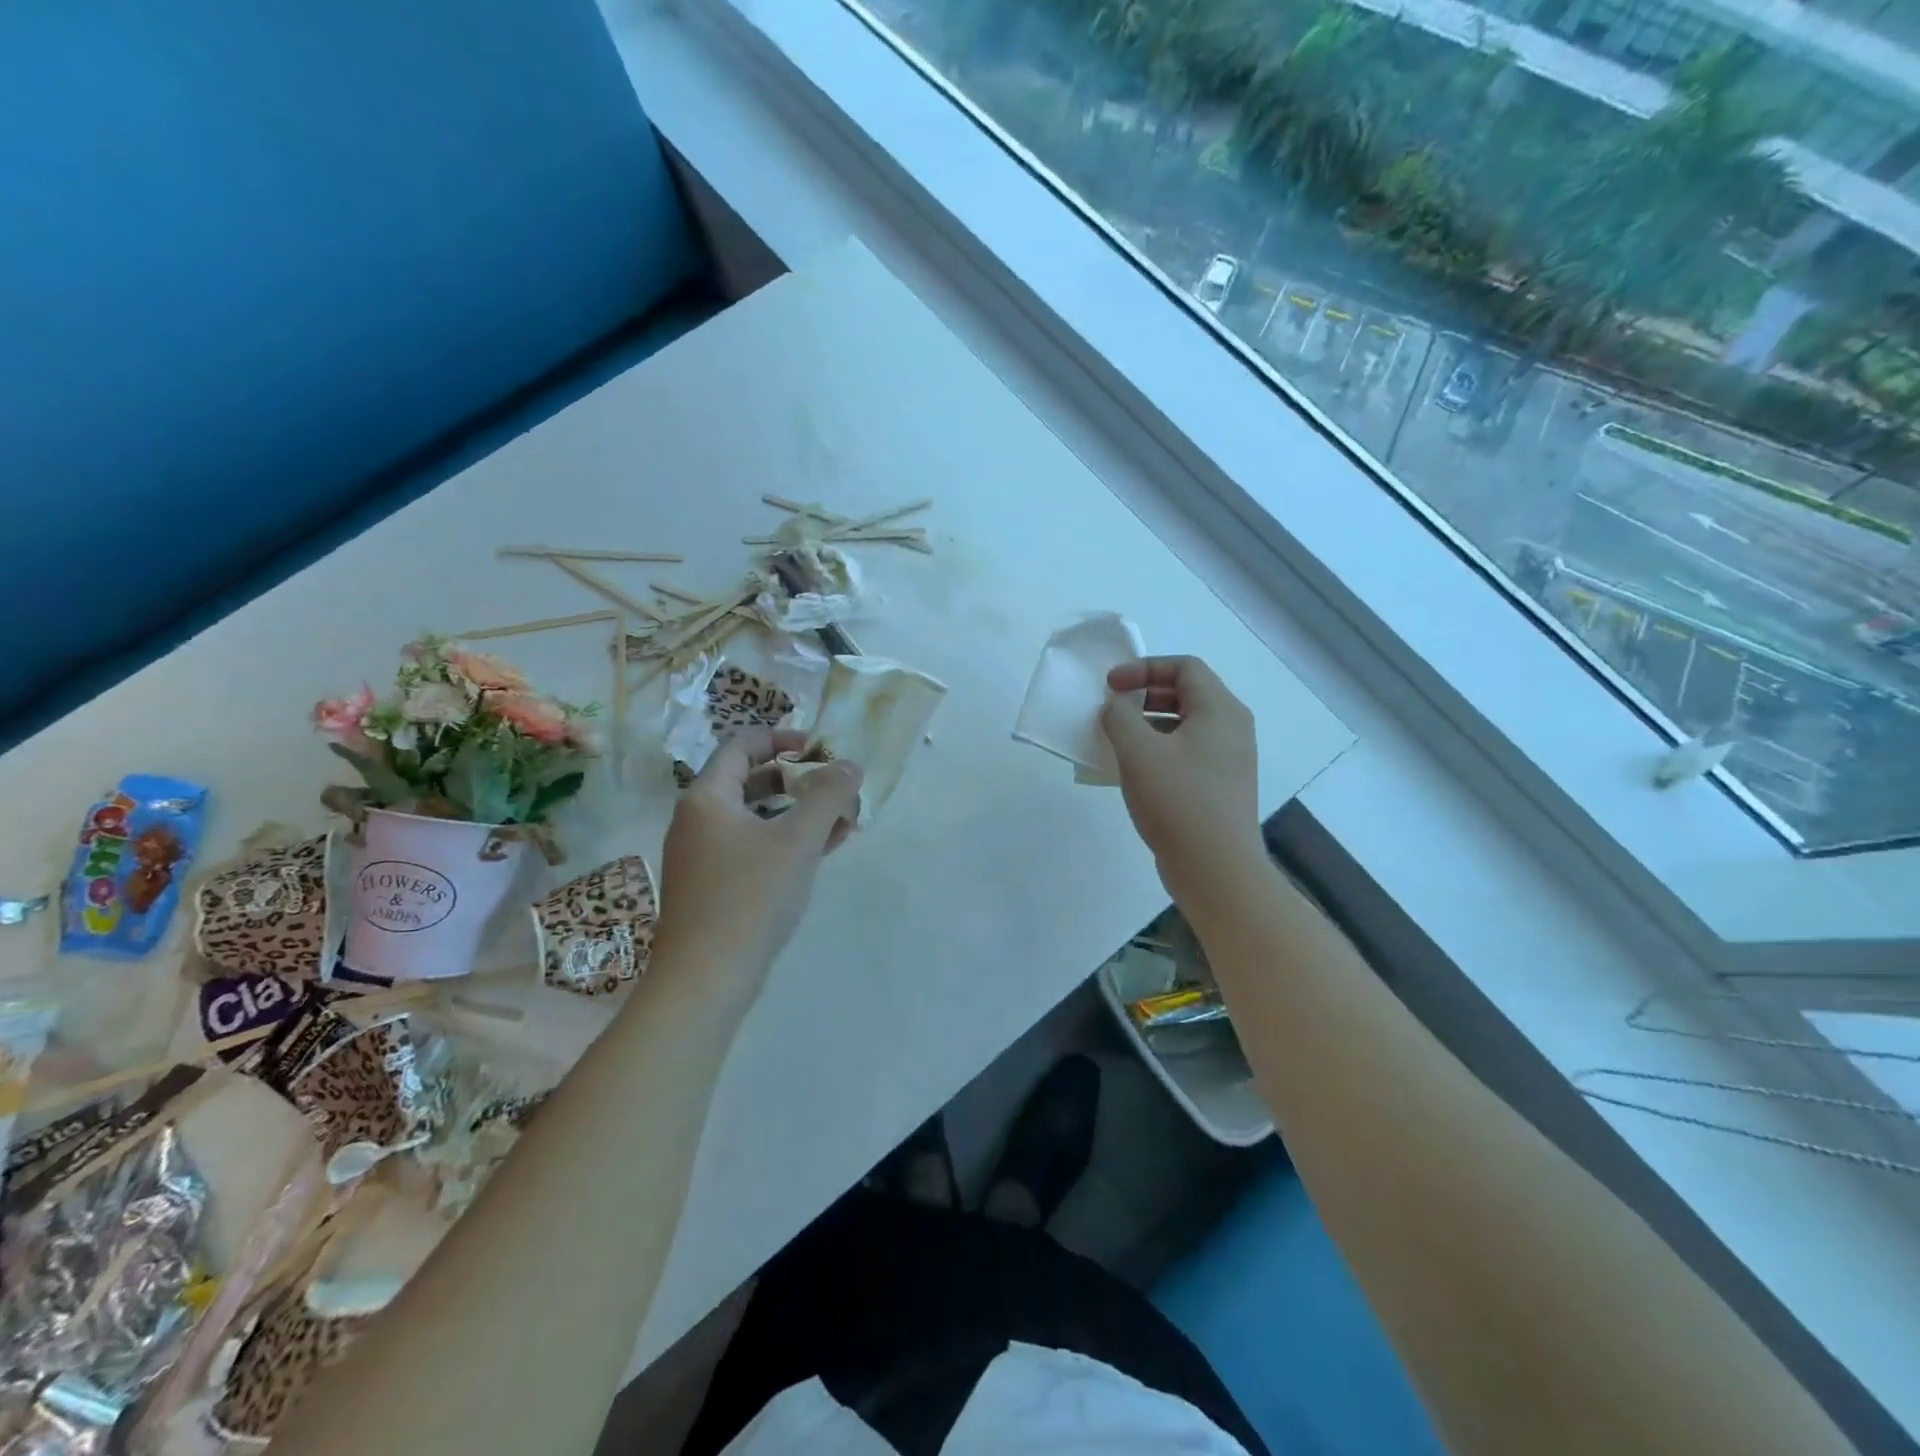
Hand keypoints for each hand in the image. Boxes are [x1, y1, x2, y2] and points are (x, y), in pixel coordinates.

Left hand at [650, 729, 862, 992]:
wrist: (704, 980)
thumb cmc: (750, 897)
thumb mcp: (798, 840)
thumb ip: (828, 795)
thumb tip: (849, 765)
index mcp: (708, 797)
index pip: (743, 744)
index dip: (784, 738)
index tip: (822, 750)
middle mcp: (698, 820)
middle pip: (751, 779)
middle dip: (799, 780)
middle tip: (838, 789)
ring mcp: (702, 856)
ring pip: (756, 817)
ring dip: (798, 813)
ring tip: (841, 822)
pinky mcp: (712, 887)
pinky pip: (752, 847)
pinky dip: (785, 841)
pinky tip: (821, 852)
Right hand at [1100, 657, 1265, 913]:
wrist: (1216, 869)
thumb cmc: (1178, 801)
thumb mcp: (1138, 752)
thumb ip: (1120, 717)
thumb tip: (1116, 707)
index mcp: (1220, 710)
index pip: (1184, 667)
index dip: (1143, 668)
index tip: (1110, 687)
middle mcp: (1231, 728)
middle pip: (1187, 692)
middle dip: (1145, 694)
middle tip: (1112, 708)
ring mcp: (1229, 759)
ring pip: (1186, 724)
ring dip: (1148, 723)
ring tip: (1117, 739)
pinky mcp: (1220, 785)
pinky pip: (1187, 751)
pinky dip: (1159, 748)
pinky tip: (1134, 770)